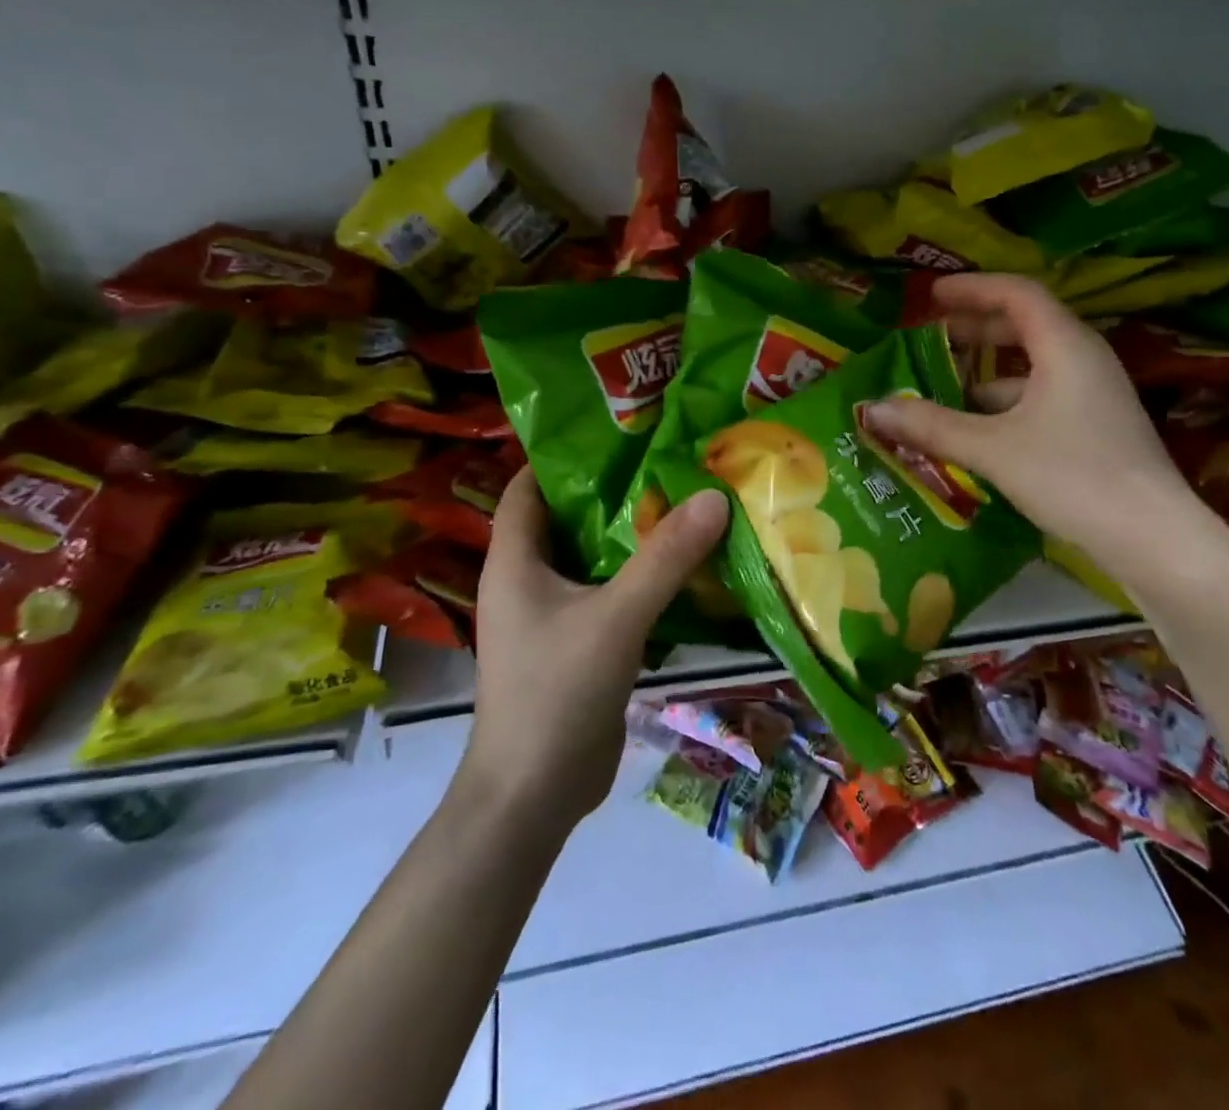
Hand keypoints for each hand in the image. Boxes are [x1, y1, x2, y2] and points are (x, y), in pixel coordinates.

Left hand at [463, 468, 728, 829]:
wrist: (534, 794)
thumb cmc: (557, 692)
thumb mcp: (617, 616)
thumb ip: (665, 558)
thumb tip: (714, 496)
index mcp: (514, 561)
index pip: (527, 486)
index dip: (563, 456)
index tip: (618, 433)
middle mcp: (525, 580)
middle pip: (565, 518)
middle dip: (610, 490)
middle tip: (666, 462)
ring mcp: (549, 615)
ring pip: (590, 558)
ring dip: (629, 536)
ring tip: (682, 502)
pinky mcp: (574, 644)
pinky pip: (605, 594)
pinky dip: (636, 577)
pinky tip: (680, 567)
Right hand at [864, 273, 1208, 581]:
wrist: (1152, 538)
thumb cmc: (1072, 476)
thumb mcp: (992, 449)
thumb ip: (931, 425)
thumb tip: (872, 409)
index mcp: (1065, 345)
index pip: (1016, 293)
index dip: (971, 288)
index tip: (930, 294)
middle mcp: (1084, 358)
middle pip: (1025, 324)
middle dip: (975, 326)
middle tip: (931, 334)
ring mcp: (1094, 393)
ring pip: (1033, 364)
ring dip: (987, 369)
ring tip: (943, 385)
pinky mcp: (1096, 425)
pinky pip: (1042, 394)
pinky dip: (1006, 400)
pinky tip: (978, 427)